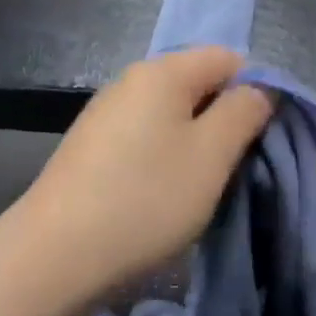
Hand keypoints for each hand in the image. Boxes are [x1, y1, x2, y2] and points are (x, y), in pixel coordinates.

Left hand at [11, 47, 275, 303]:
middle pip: (197, 85)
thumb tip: (259, 89)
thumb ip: (244, 112)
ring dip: (194, 145)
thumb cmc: (146, 199)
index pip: (228, 59)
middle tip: (232, 169)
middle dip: (223, 121)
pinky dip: (163, 160)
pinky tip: (160, 196)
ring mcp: (104, 115)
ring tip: (198, 188)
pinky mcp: (90, 148)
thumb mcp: (212, 155)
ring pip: (170, 116)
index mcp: (162, 71)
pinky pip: (144, 139)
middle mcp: (129, 81)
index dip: (254, 92)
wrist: (56, 256)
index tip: (259, 140)